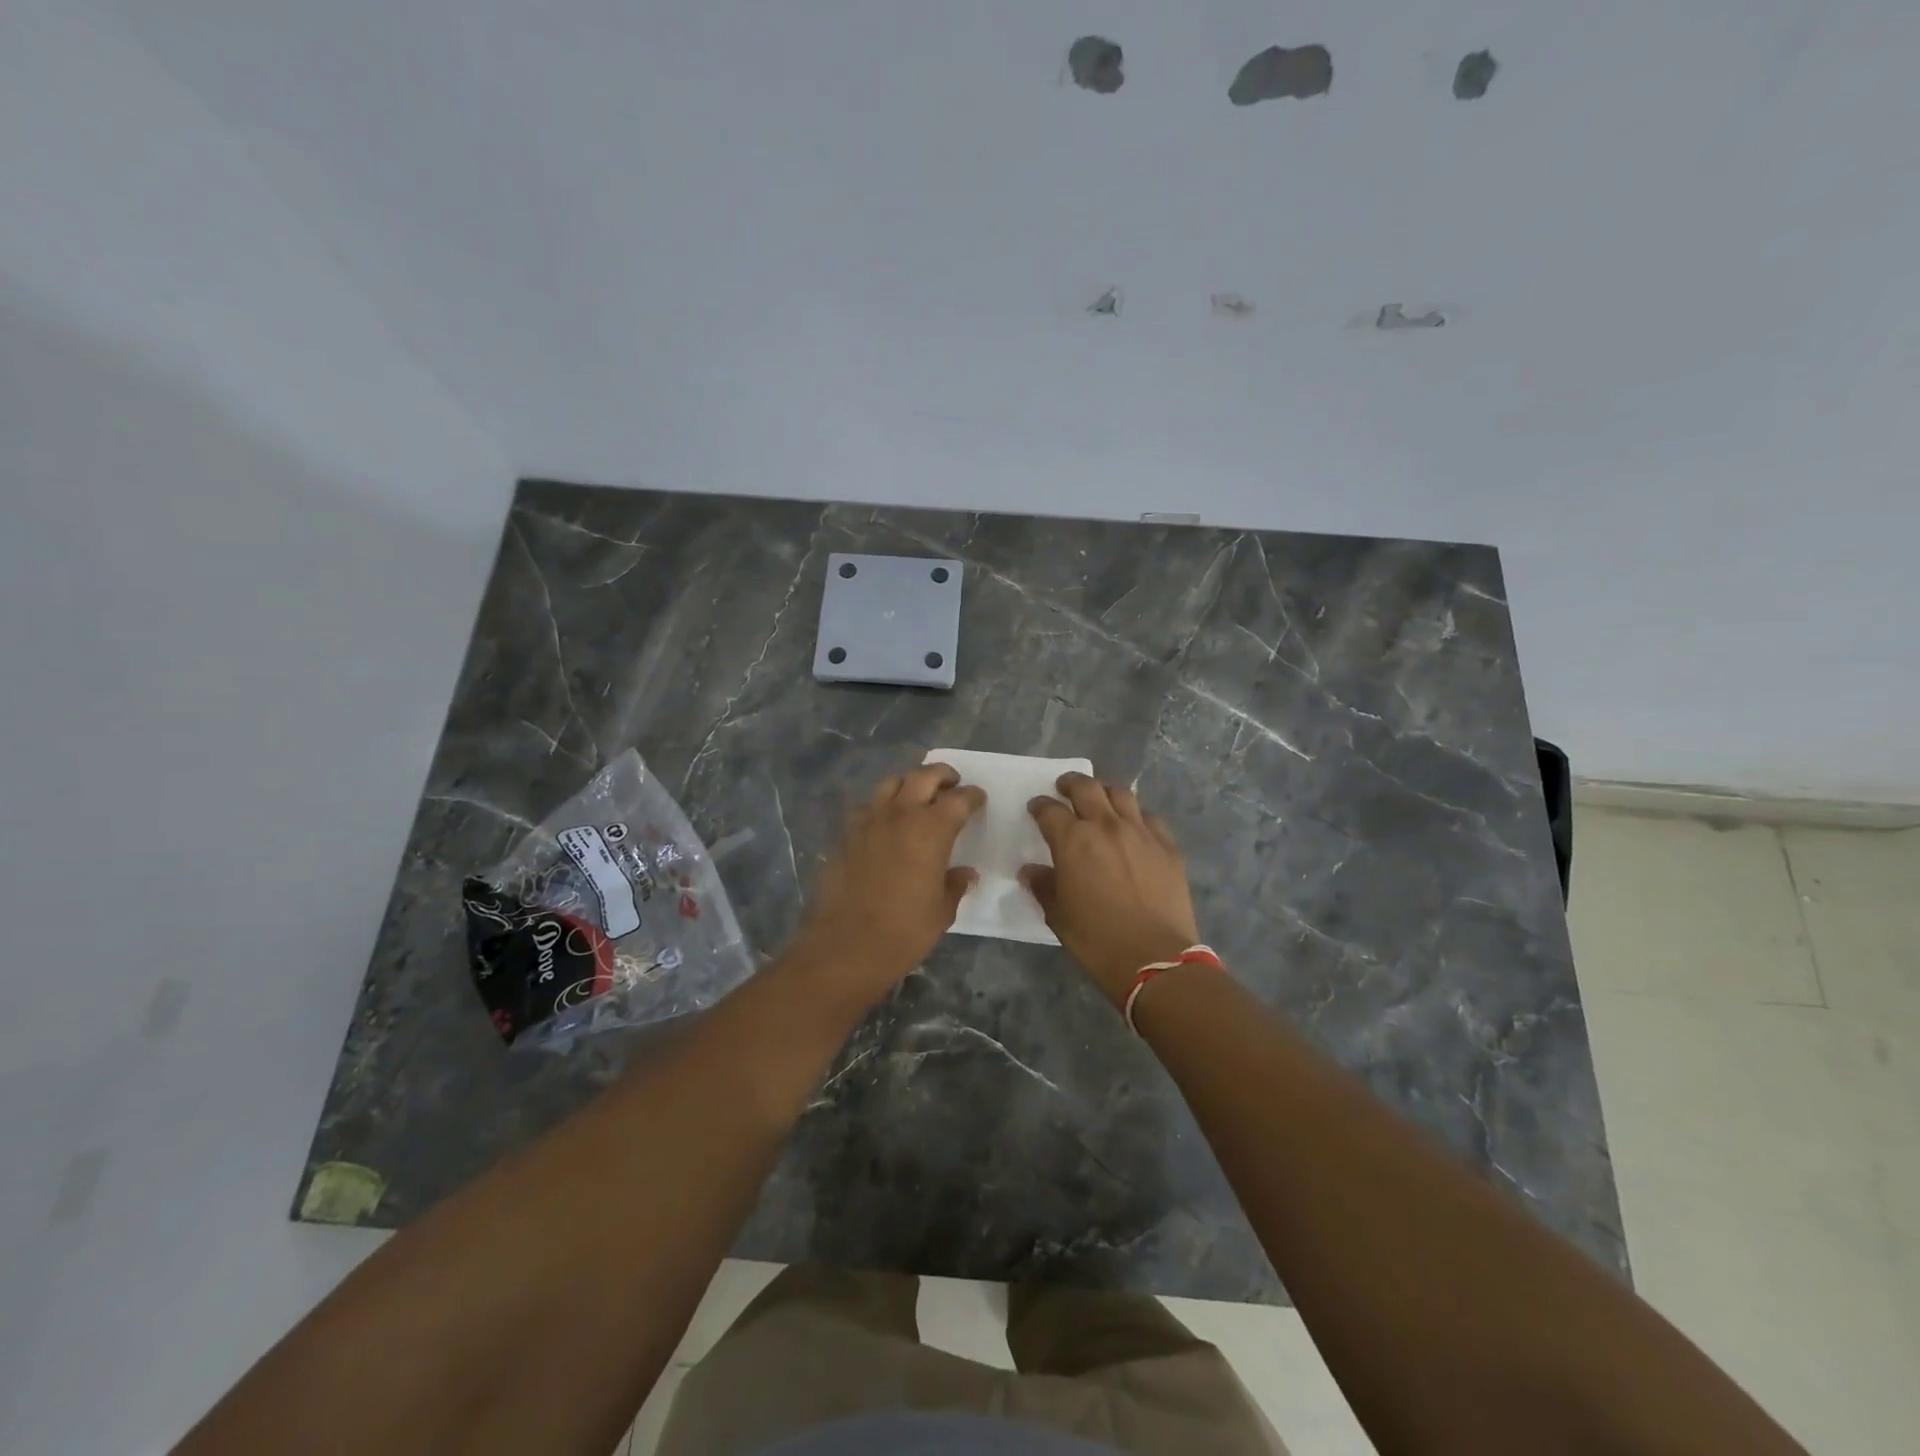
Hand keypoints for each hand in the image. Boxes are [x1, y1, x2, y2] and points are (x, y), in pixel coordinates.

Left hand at [795, 762, 985, 999]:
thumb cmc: (904, 930)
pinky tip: (885, 823)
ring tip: (917, 796)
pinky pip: (867, 807)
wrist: (846, 945)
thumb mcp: (942, 911)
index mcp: (931, 829)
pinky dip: (882, 806)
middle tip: (952, 783)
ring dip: (909, 783)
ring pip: (891, 784)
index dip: (972, 796)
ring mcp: (868, 821)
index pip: (959, 799)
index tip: (978, 799)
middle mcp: (900, 814)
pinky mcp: (845, 835)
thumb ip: (955, 884)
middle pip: (923, 776)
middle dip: (942, 775)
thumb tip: (965, 873)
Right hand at [1022, 772, 1199, 1005]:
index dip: (1039, 806)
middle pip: (1086, 787)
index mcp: (1073, 840)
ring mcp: (1140, 832)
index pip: (1050, 810)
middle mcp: (1106, 826)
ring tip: (1100, 800)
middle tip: (1064, 788)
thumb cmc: (1097, 940)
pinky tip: (1133, 828)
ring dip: (1105, 792)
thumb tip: (1031, 871)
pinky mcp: (1167, 846)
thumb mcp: (1058, 916)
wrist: (1155, 958)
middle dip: (1071, 783)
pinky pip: (1150, 818)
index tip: (1036, 808)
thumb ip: (1043, 886)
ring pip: (1121, 794)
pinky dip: (1136, 816)